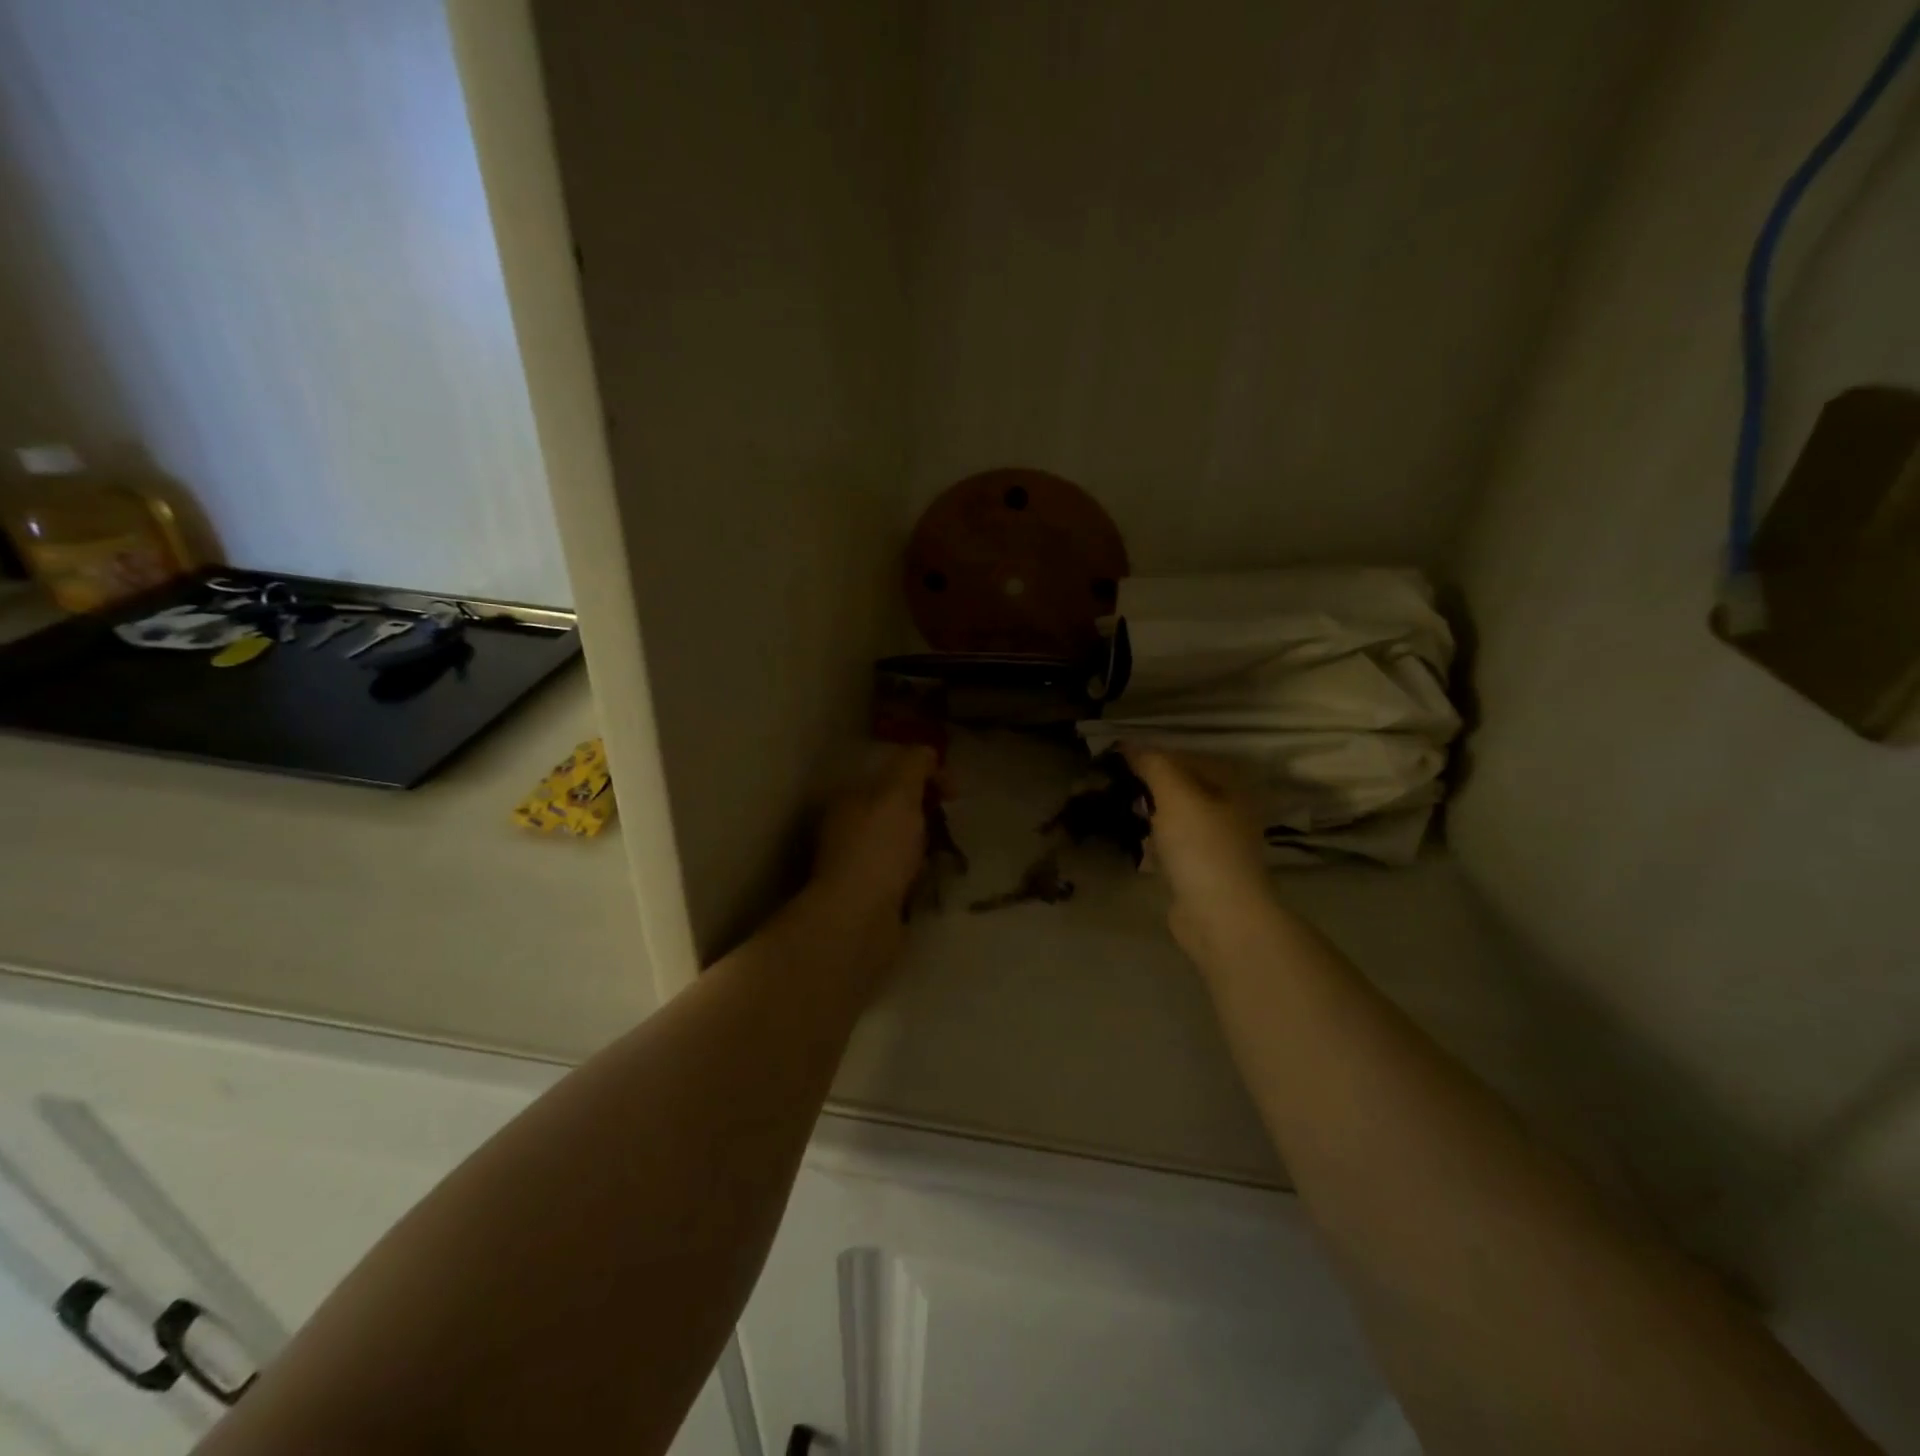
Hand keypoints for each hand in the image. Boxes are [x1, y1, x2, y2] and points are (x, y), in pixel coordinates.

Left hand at [812, 745, 940, 923]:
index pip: (890, 775)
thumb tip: (927, 751)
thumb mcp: (898, 794)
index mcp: (848, 799)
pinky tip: (932, 878)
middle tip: (950, 821)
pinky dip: (918, 873)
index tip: (954, 790)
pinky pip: (901, 874)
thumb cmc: (878, 850)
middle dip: (926, 811)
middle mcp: (846, 829)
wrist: (858, 921)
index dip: (925, 775)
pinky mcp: (869, 896)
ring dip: (924, 844)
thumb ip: (913, 765)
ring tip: (946, 852)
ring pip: (899, 843)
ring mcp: (856, 865)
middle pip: (895, 809)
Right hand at [1122, 747, 1277, 967]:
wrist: (1220, 917)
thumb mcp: (1176, 794)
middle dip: (1147, 784)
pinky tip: (1132, 842)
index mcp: (1232, 786)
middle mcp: (1228, 810)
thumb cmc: (1201, 847)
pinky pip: (1170, 845)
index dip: (1150, 754)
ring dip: (1147, 812)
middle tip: (1111, 784)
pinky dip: (1152, 841)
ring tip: (1115, 809)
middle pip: (1180, 786)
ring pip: (1174, 817)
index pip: (1185, 756)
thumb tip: (1129, 744)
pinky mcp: (1200, 871)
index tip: (1115, 758)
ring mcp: (1215, 843)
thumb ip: (1154, 764)